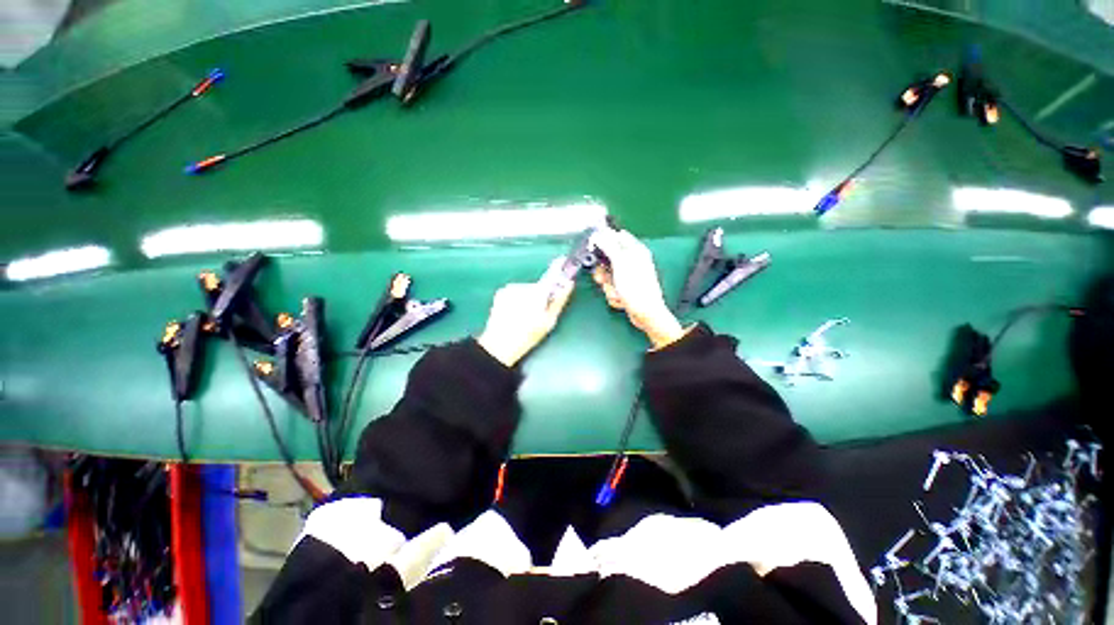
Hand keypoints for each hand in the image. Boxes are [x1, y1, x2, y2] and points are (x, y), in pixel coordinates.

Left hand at [477, 259, 574, 366]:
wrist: (499, 345)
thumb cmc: (527, 336)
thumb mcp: (549, 321)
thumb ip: (559, 301)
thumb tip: (568, 284)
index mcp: (537, 293)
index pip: (551, 274)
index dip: (559, 267)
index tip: (563, 261)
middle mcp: (523, 286)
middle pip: (539, 286)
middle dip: (542, 295)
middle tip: (540, 312)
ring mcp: (510, 288)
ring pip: (526, 290)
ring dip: (529, 298)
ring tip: (525, 316)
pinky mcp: (501, 293)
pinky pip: (516, 292)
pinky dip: (518, 299)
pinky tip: (515, 313)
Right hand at [589, 228, 684, 348]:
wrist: (646, 314)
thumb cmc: (637, 288)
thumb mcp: (620, 263)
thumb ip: (609, 246)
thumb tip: (599, 234)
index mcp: (635, 250)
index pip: (615, 237)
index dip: (602, 241)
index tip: (593, 249)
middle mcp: (632, 262)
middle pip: (607, 260)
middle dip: (603, 273)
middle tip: (606, 279)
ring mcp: (628, 277)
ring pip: (607, 276)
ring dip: (609, 287)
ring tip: (618, 293)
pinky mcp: (625, 289)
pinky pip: (611, 288)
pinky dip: (613, 295)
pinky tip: (621, 299)